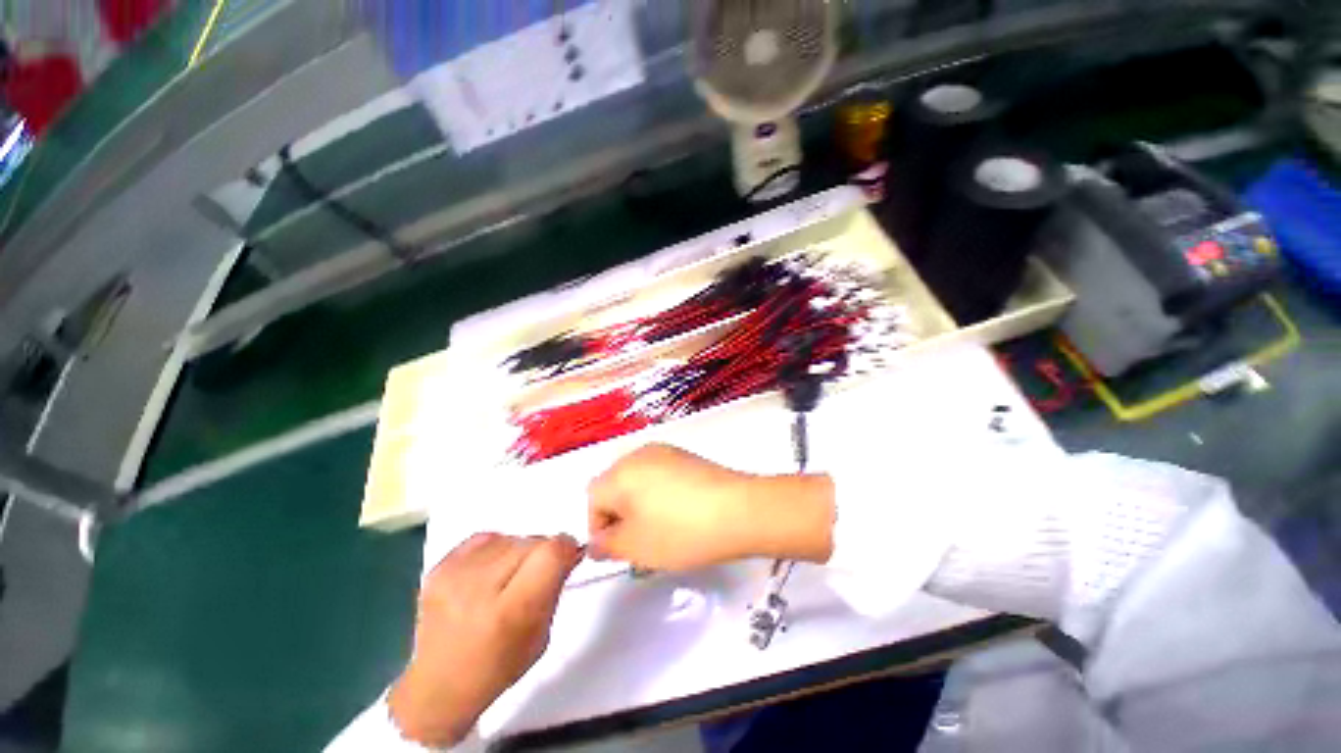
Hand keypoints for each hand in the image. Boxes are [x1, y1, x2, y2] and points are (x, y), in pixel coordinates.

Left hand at [388, 533, 580, 746]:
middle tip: (536, 574)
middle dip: (542, 552)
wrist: (437, 685)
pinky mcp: (439, 567)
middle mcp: (480, 588)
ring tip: (509, 576)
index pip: (550, 552)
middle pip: (532, 541)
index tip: (566, 559)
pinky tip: (489, 571)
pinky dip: (496, 548)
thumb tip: (568, 552)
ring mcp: (455, 575)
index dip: (565, 549)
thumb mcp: (541, 636)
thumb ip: (555, 588)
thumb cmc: (497, 668)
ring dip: (519, 551)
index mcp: (510, 612)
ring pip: (510, 537)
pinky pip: (485, 538)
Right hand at [587, 444, 834, 570]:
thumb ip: (606, 545)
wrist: (738, 510)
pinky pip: (660, 475)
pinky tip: (680, 513)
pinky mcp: (686, 456)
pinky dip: (660, 494)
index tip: (619, 550)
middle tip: (639, 542)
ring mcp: (665, 451)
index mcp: (620, 472)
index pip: (592, 499)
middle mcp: (638, 454)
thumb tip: (596, 541)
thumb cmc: (681, 531)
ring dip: (639, 505)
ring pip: (638, 481)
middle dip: (619, 515)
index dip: (599, 528)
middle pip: (614, 486)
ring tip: (662, 530)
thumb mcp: (636, 546)